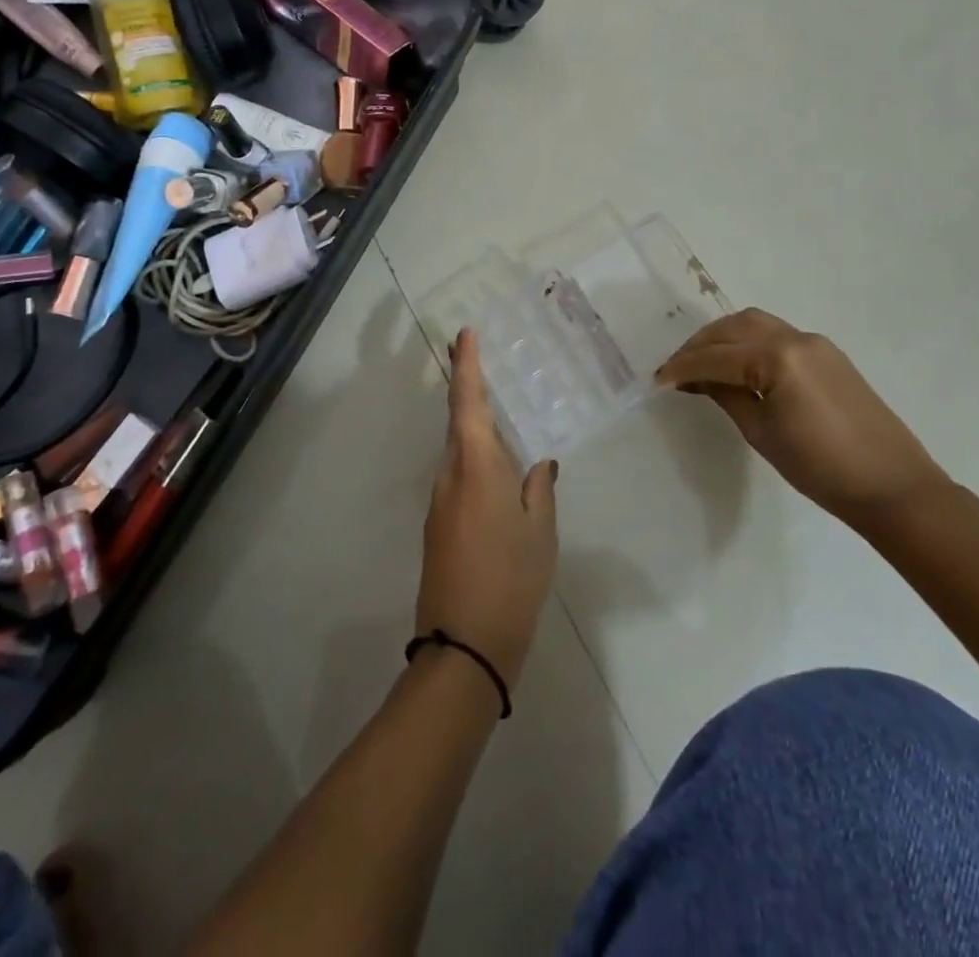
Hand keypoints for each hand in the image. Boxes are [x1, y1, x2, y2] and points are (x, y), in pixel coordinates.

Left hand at [416, 330, 558, 689]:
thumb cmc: (512, 579)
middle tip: (482, 361)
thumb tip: (540, 462)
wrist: (464, 644)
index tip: (463, 334)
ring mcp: (439, 500)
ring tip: (504, 417)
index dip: (466, 366)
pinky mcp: (438, 523)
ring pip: (458, 451)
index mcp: (476, 466)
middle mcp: (450, 474)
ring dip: (475, 428)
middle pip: (459, 422)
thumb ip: (540, 488)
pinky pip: (458, 476)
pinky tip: (498, 471)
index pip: (468, 403)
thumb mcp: (541, 532)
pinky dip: (475, 461)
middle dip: (468, 389)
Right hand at [656, 308, 949, 524]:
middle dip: (700, 344)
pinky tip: (737, 366)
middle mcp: (795, 338)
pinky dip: (748, 343)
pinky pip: (776, 335)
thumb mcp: (761, 432)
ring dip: (723, 338)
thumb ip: (727, 395)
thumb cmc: (820, 467)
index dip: (682, 367)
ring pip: (755, 324)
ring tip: (702, 364)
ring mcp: (815, 343)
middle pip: (733, 327)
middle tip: (676, 369)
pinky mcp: (828, 355)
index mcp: (777, 358)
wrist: (893, 486)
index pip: (716, 356)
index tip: (657, 379)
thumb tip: (698, 379)